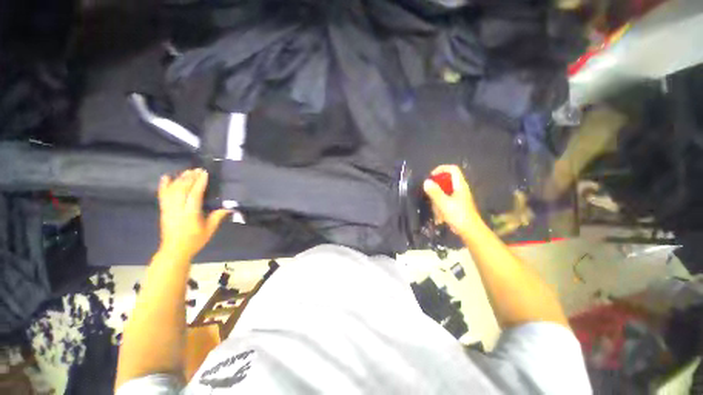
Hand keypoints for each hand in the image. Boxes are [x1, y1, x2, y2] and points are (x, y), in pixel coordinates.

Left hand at [157, 169, 230, 258]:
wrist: (174, 250)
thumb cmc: (195, 240)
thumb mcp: (209, 230)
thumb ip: (217, 217)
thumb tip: (229, 207)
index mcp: (190, 214)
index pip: (194, 195)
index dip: (199, 183)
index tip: (204, 173)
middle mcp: (178, 209)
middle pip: (182, 189)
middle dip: (190, 178)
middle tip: (197, 169)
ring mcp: (168, 209)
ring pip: (172, 190)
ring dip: (180, 179)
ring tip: (188, 171)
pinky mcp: (163, 210)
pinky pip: (162, 195)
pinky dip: (163, 185)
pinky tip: (166, 177)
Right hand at [423, 165, 482, 238]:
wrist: (470, 231)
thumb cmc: (458, 215)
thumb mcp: (444, 203)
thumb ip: (435, 192)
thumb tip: (426, 181)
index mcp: (460, 185)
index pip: (452, 169)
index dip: (441, 169)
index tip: (431, 177)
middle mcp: (460, 188)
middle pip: (447, 179)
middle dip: (437, 185)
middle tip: (429, 192)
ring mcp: (459, 197)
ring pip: (445, 190)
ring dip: (437, 197)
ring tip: (435, 207)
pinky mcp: (457, 204)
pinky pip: (446, 199)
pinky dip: (440, 204)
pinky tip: (439, 214)